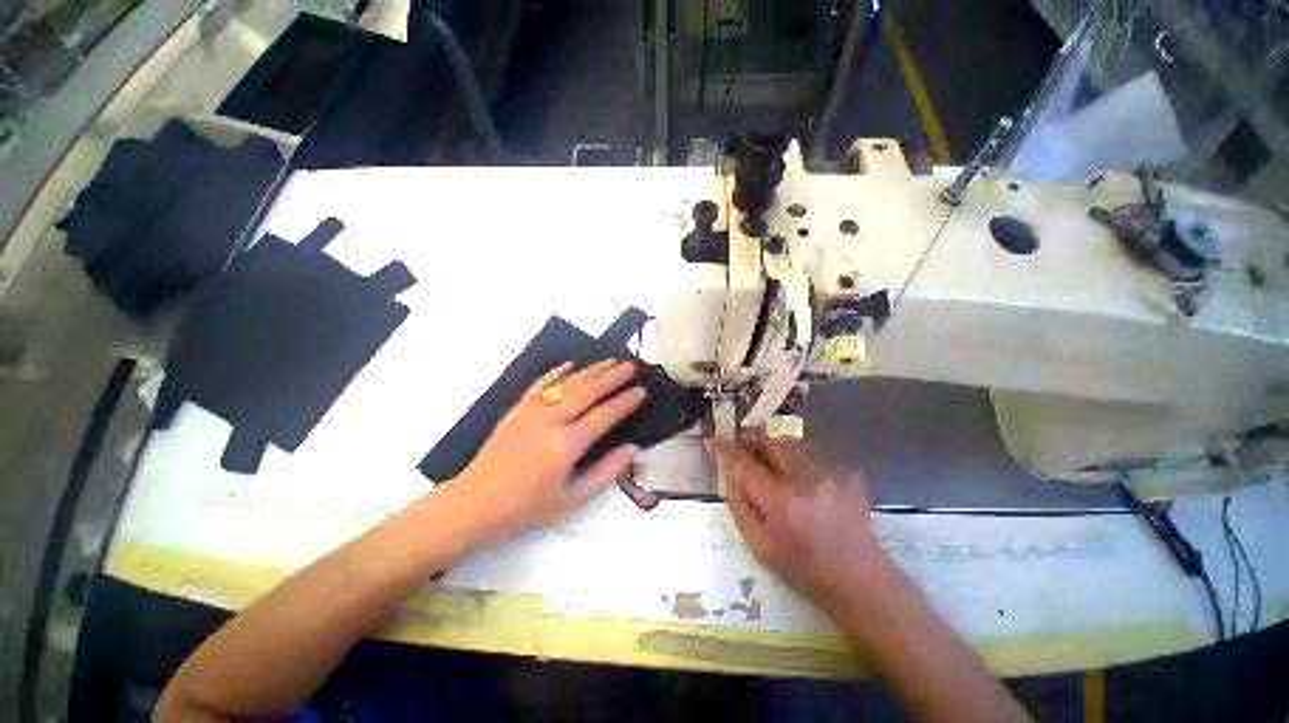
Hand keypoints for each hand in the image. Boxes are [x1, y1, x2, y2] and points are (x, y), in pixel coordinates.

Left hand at [448, 360, 646, 541]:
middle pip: (588, 391)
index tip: (642, 391)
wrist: (474, 505)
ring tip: (610, 361)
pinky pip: (540, 385)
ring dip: (591, 371)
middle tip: (632, 366)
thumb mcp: (571, 500)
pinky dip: (556, 373)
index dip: (625, 402)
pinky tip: (569, 364)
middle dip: (613, 377)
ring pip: (567, 384)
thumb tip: (631, 449)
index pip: (605, 415)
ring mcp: (532, 412)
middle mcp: (551, 421)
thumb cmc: (526, 508)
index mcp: (566, 444)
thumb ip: (605, 473)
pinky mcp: (517, 410)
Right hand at [706, 430, 885, 606]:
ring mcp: (831, 472)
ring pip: (790, 442)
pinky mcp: (847, 472)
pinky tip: (801, 477)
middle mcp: (806, 479)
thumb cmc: (801, 565)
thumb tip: (729, 471)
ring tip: (770, 463)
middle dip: (750, 439)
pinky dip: (798, 457)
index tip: (711, 442)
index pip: (743, 463)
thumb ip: (739, 502)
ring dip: (774, 447)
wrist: (858, 578)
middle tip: (742, 448)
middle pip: (769, 441)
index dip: (724, 449)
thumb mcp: (758, 543)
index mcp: (781, 501)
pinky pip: (812, 452)